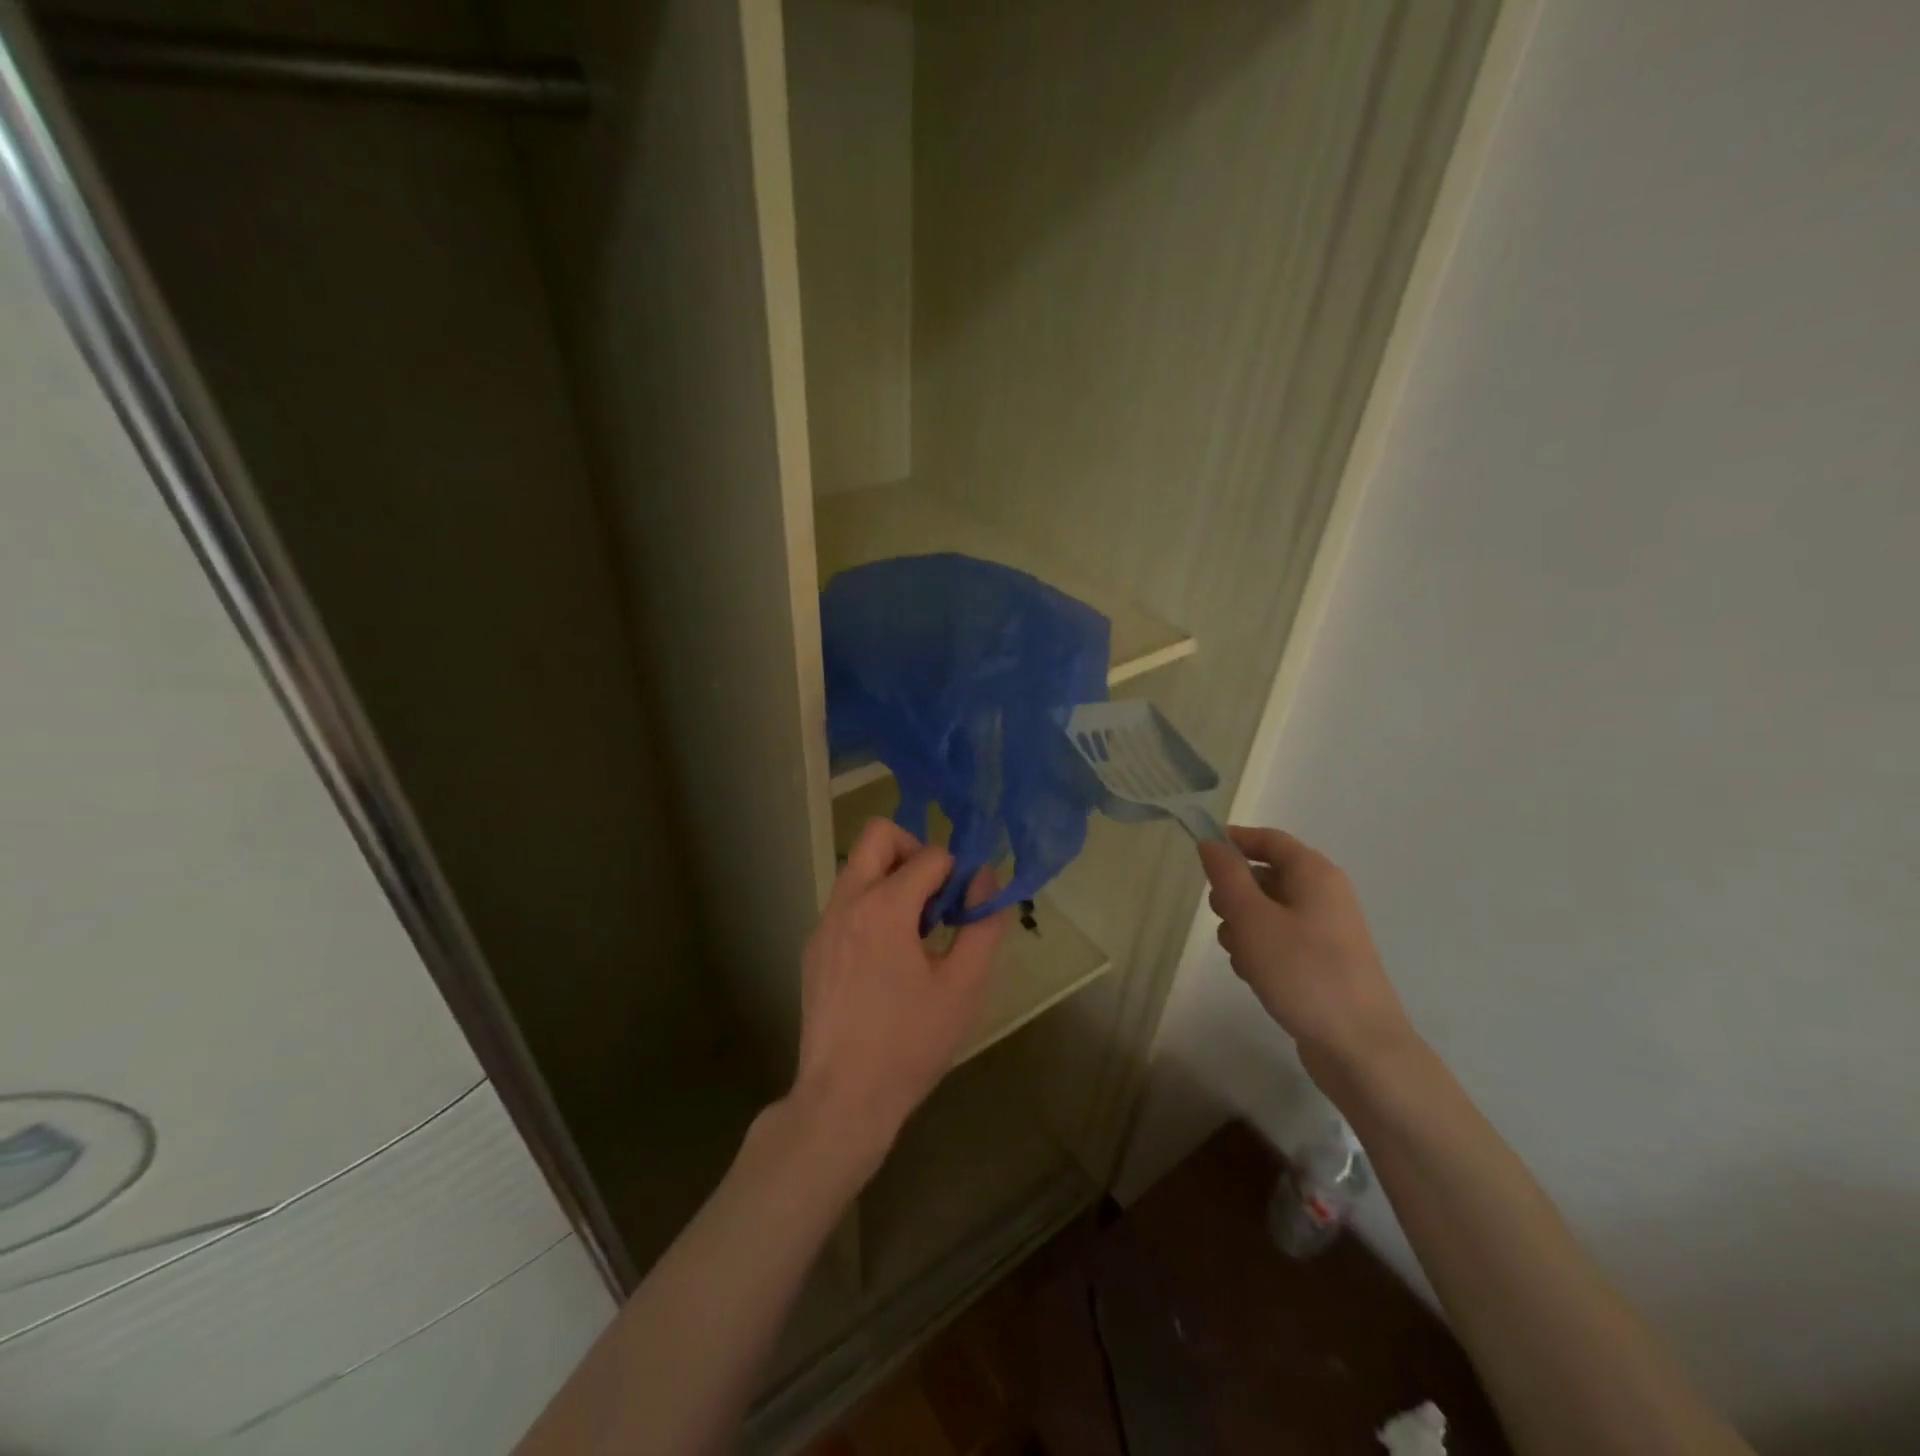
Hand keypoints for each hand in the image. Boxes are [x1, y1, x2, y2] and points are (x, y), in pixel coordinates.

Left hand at [790, 819, 1010, 1175]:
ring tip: (917, 933)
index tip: (966, 908)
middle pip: (878, 835)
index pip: (930, 855)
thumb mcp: (964, 986)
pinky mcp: (813, 948)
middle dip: (915, 850)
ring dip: (893, 880)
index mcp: (884, 907)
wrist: (843, 1099)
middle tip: (937, 896)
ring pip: (859, 868)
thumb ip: (982, 923)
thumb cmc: (911, 1043)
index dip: (958, 873)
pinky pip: (847, 903)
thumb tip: (986, 878)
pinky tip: (888, 960)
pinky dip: (872, 907)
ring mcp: (823, 924)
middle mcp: (846, 903)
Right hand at [1198, 827, 1412, 1083]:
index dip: (1233, 840)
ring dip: (1244, 928)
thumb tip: (1211, 842)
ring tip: (1242, 957)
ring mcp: (1326, 930)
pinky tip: (1256, 976)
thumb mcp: (1252, 918)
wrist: (1360, 1047)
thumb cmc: (1302, 972)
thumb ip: (1227, 876)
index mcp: (1314, 873)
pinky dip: (1261, 950)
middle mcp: (1324, 894)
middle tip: (1221, 917)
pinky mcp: (1323, 961)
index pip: (1269, 839)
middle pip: (1265, 875)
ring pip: (1267, 911)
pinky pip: (1280, 940)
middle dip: (1234, 894)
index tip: (1200, 854)